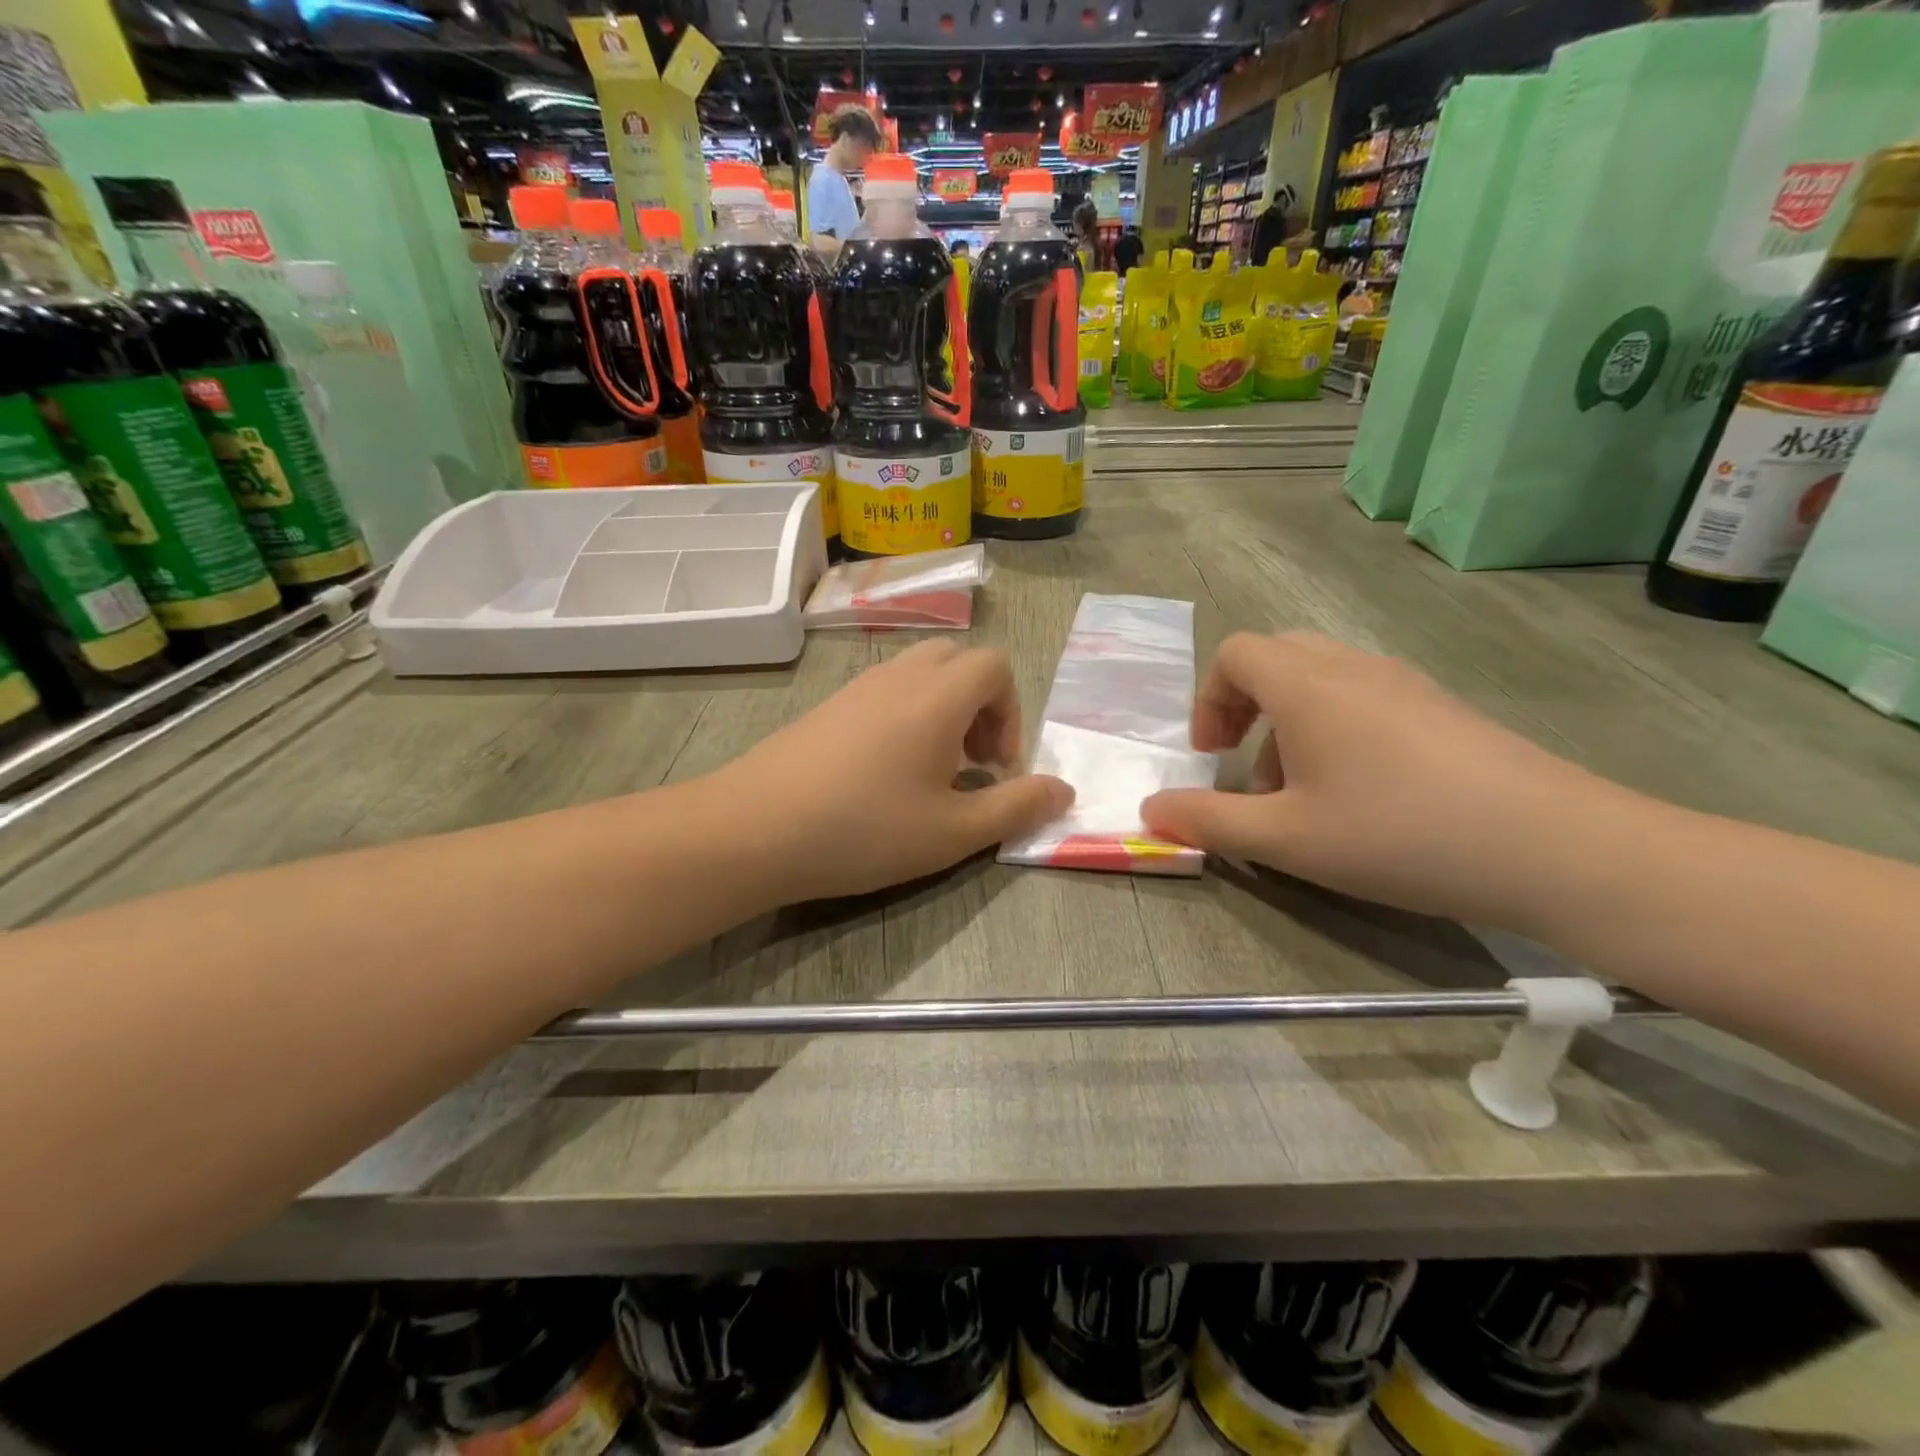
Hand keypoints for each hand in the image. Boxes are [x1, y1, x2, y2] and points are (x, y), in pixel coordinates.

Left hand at [707, 640, 1072, 903]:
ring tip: (932, 771)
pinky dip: (907, 716)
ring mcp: (858, 686)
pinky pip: (886, 690)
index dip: (1011, 713)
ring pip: (921, 673)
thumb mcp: (952, 832)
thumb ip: (1015, 807)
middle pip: (959, 660)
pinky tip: (885, 774)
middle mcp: (899, 676)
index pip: (996, 667)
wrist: (752, 829)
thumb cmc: (862, 829)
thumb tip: (1065, 790)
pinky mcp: (829, 705)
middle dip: (981, 705)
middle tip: (972, 763)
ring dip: (944, 710)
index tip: (996, 768)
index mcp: (937, 695)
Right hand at [1140, 632, 1623, 924]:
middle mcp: (1352, 667)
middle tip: (1245, 766)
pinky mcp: (1441, 708)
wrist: (1554, 847)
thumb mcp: (1286, 839)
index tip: (1211, 755)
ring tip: (1301, 792)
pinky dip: (1335, 729)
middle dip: (1244, 706)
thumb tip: (1150, 810)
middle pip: (1277, 656)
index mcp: (1307, 684)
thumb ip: (1209, 821)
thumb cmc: (1399, 834)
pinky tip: (1360, 795)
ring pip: (1321, 677)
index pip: (1236, 653)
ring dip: (1288, 723)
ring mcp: (1403, 684)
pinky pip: (1363, 697)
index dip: (1209, 699)